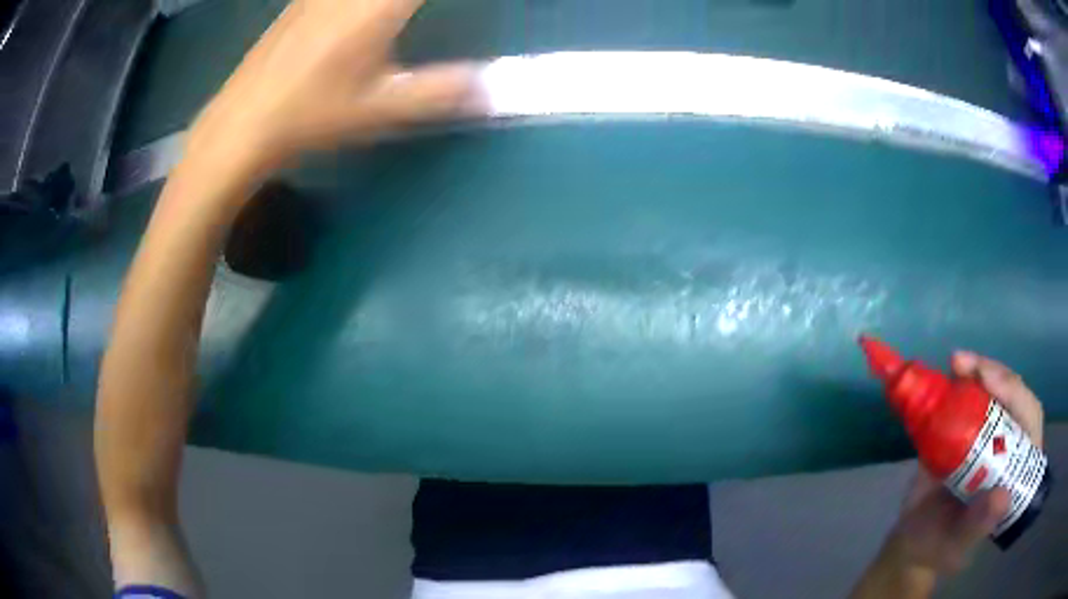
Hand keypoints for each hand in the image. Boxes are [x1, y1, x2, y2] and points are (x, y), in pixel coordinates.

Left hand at [189, 0, 479, 175]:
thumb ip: (441, 91)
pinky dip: (366, 0)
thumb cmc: (312, 115)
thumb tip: (494, 88)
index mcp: (378, 4)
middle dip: (411, 1)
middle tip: (413, 16)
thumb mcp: (381, 108)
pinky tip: (363, 13)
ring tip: (399, 16)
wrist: (243, 123)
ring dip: (394, 2)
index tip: (466, 5)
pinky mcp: (304, 0)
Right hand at [887, 351, 1043, 573]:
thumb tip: (1004, 496)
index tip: (990, 384)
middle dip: (996, 375)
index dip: (1016, 396)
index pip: (1029, 421)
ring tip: (957, 363)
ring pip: (997, 389)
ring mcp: (991, 433)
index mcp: (1017, 469)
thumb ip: (978, 525)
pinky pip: (974, 395)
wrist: (912, 540)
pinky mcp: (971, 427)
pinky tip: (950, 373)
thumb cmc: (937, 546)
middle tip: (966, 365)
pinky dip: (964, 379)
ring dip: (980, 370)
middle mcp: (1010, 444)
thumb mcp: (956, 543)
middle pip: (1015, 396)